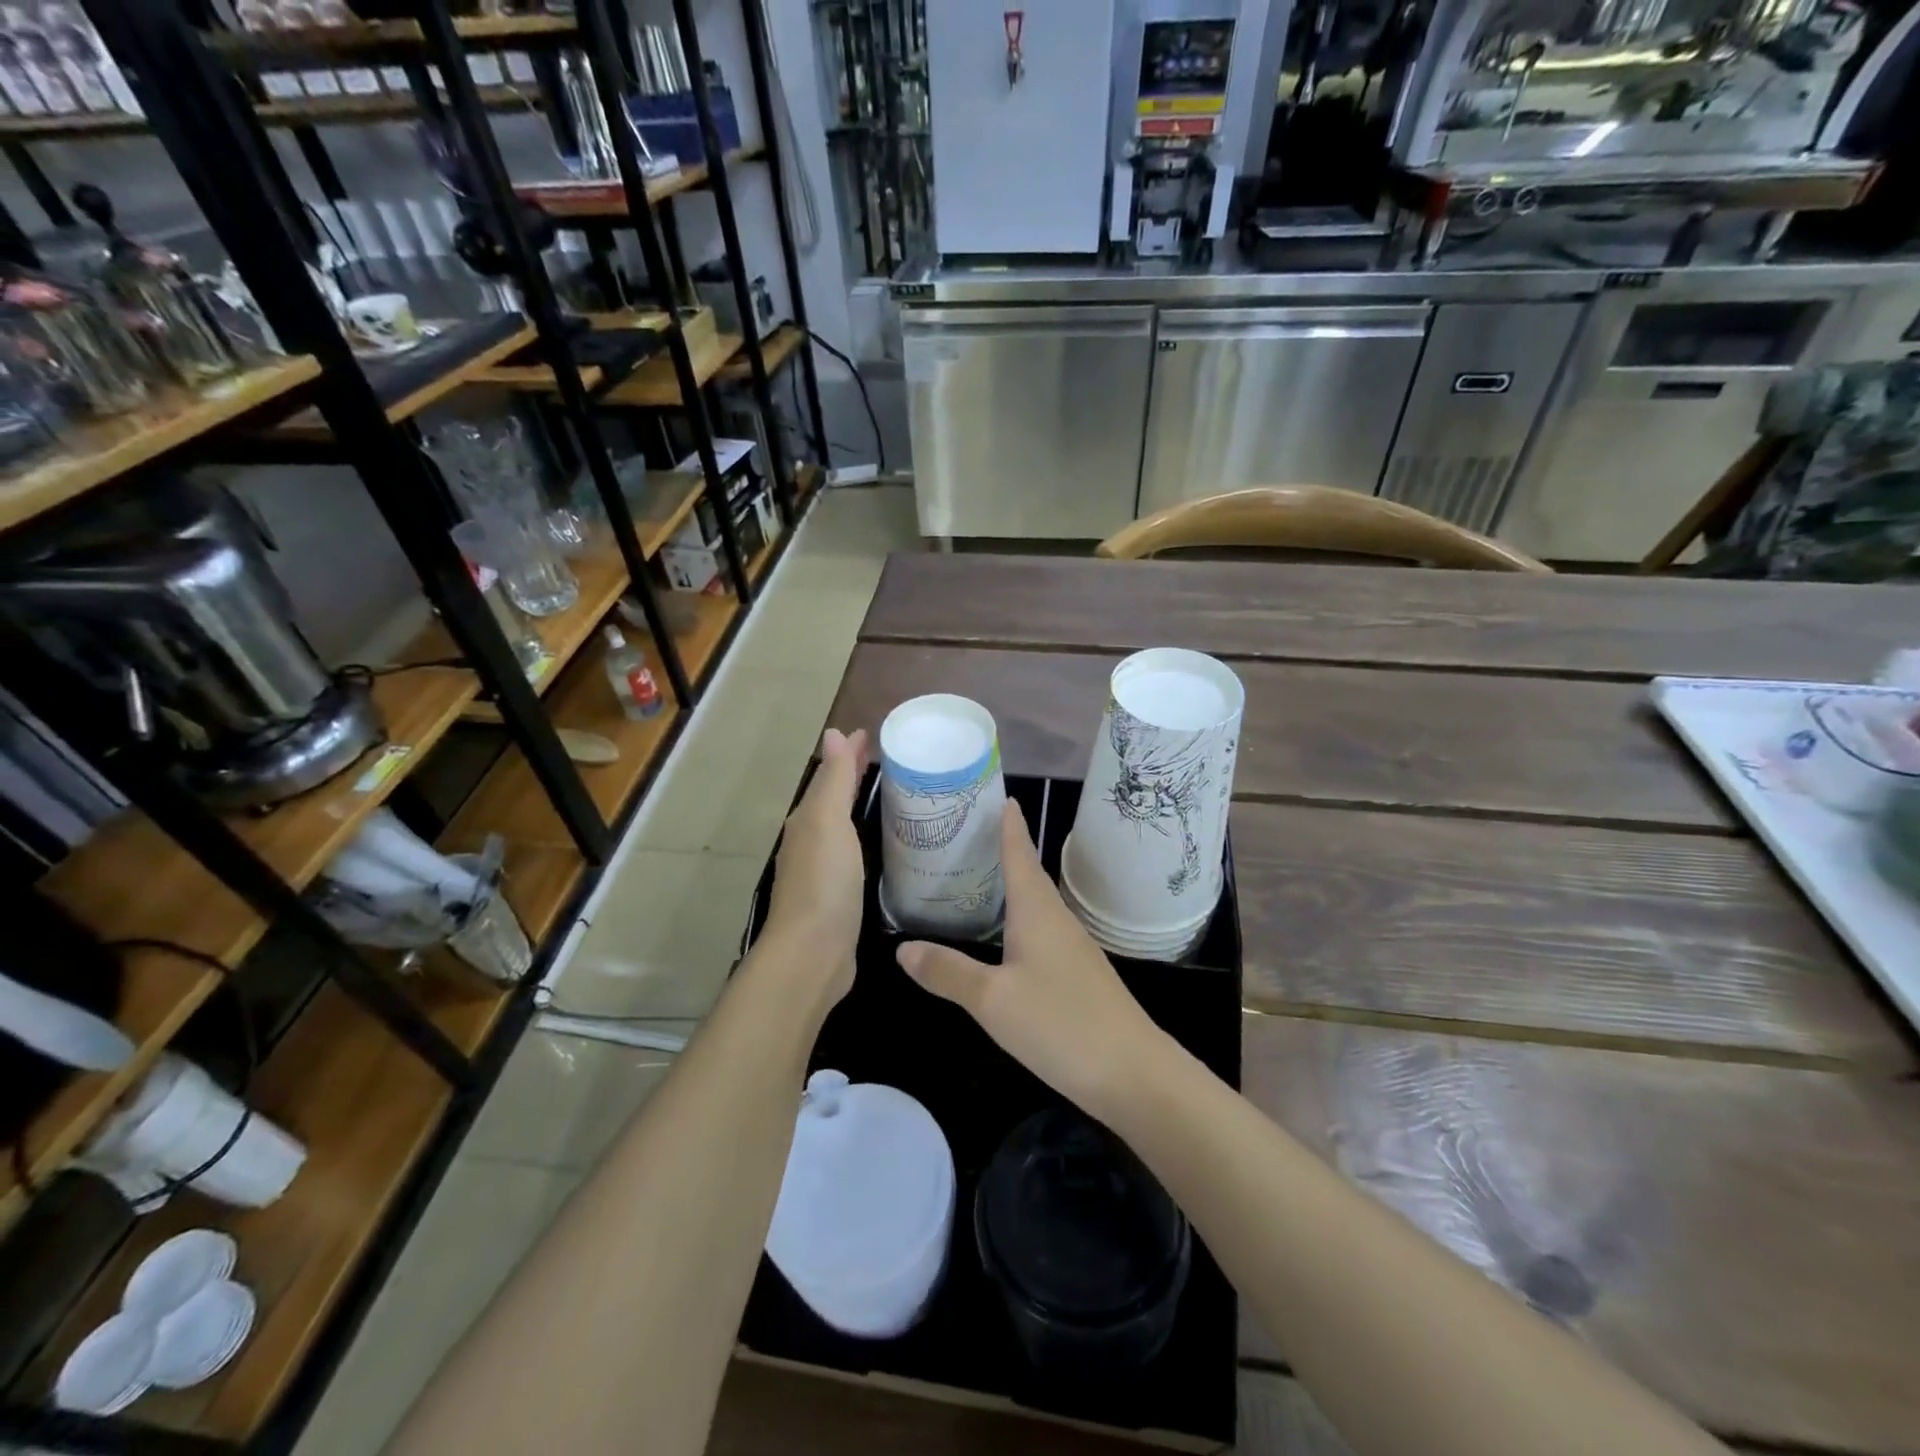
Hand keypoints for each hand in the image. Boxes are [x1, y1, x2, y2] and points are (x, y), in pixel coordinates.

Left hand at [765, 728, 869, 1003]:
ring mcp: (824, 871)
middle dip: (854, 777)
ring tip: (893, 796)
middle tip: (888, 760)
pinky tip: (886, 843)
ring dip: (861, 807)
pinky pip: (855, 854)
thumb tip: (832, 734)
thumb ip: (833, 780)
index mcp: (809, 820)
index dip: (849, 754)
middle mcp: (811, 841)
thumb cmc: (823, 880)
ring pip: (844, 826)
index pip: (831, 776)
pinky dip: (867, 838)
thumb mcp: (827, 821)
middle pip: (835, 799)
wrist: (814, 952)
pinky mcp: (840, 897)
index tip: (873, 735)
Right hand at [895, 802, 1166, 1116]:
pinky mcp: (1077, 973)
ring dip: (1012, 884)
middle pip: (1028, 874)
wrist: (1132, 1073)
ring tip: (980, 876)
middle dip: (1004, 850)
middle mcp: (1056, 919)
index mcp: (1037, 910)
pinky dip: (1019, 918)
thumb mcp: (992, 1000)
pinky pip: (1042, 929)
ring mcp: (1071, 946)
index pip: (1020, 854)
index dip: (1009, 826)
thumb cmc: (1059, 1023)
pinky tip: (1006, 935)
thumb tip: (902, 948)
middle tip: (970, 833)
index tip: (1001, 796)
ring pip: (1035, 903)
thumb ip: (948, 972)